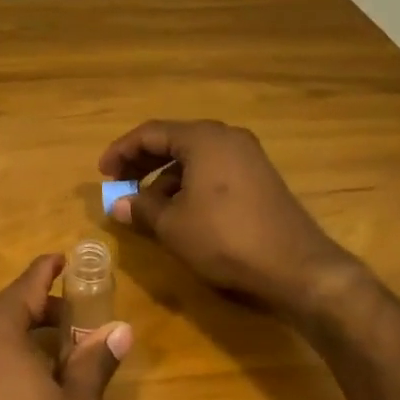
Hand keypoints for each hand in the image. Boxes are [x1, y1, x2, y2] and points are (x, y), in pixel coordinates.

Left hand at [0, 254, 131, 399]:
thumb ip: (95, 360)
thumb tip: (121, 330)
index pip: (26, 285)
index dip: (48, 271)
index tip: (62, 259)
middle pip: (4, 310)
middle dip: (38, 311)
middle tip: (72, 322)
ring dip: (16, 336)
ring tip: (52, 354)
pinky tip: (20, 379)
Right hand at [99, 119, 363, 320]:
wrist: (296, 266)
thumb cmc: (225, 238)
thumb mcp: (173, 226)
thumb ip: (141, 208)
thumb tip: (117, 203)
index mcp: (203, 138)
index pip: (151, 133)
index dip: (121, 151)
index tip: (102, 172)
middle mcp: (227, 137)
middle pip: (174, 140)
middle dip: (142, 162)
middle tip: (118, 183)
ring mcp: (247, 156)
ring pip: (194, 157)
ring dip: (165, 176)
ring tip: (146, 204)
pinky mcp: (259, 177)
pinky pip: (213, 169)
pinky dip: (189, 183)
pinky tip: (179, 211)